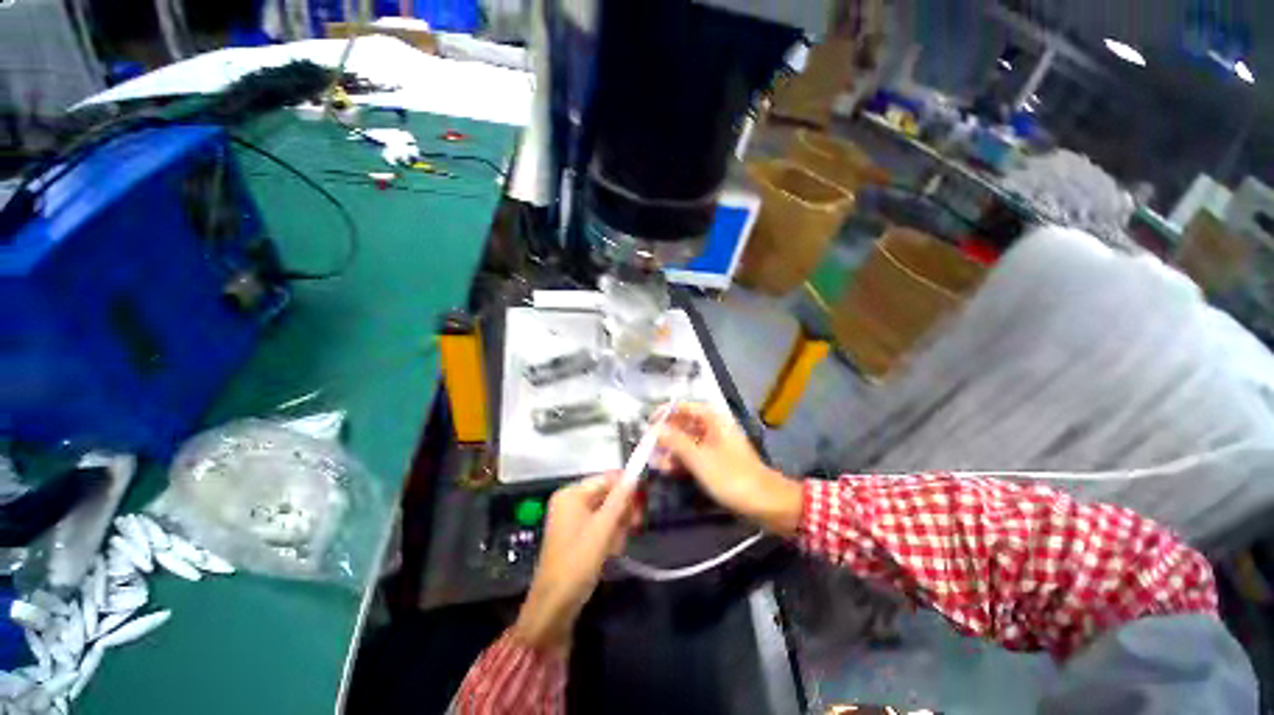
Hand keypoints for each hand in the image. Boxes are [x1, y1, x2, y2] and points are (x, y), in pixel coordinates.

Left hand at [512, 473, 638, 654]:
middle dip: (623, 509)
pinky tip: (613, 550)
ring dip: (618, 525)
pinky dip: (610, 534)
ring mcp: (572, 518)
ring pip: (607, 511)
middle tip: (636, 524)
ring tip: (618, 545)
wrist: (554, 607)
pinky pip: (600, 524)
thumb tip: (635, 474)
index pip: (606, 478)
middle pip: (607, 494)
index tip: (645, 499)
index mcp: (571, 494)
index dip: (627, 486)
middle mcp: (570, 501)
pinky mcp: (577, 535)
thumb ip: (620, 499)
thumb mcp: (603, 529)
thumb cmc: (577, 563)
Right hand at [654, 403, 802, 535]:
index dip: (664, 413)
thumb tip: (653, 429)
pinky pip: (694, 455)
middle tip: (647, 446)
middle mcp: (713, 427)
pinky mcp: (716, 461)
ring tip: (654, 461)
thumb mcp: (698, 457)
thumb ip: (674, 441)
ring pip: (687, 441)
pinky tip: (667, 469)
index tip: (647, 424)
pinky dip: (681, 460)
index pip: (684, 407)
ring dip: (671, 449)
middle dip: (665, 434)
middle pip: (684, 424)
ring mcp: (715, 445)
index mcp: (713, 419)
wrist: (764, 502)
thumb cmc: (730, 475)